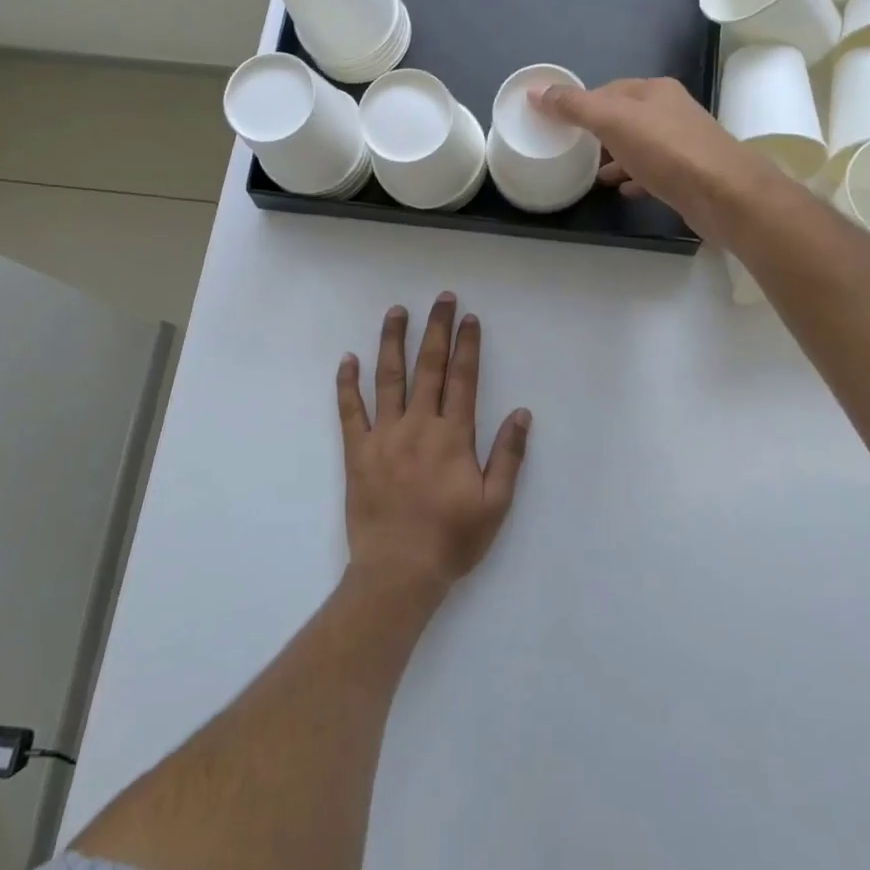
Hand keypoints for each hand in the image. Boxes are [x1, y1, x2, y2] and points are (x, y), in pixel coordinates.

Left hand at [336, 293, 531, 597]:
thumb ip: (509, 455)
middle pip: (429, 367)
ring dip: (393, 342)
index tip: (469, 318)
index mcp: (453, 436)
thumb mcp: (495, 503)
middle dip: (437, 330)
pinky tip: (348, 359)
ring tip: (397, 311)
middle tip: (441, 298)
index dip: (467, 346)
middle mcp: (418, 426)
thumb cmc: (451, 539)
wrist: (398, 572)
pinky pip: (350, 410)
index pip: (463, 379)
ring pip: (388, 378)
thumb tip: (521, 413)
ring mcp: (384, 436)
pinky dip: (347, 383)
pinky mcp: (357, 451)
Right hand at [534, 78, 785, 243]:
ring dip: (616, 157)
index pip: (609, 89)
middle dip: (598, 132)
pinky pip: (653, 173)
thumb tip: (537, 92)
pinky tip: (623, 191)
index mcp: (654, 91)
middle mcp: (671, 112)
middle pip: (625, 117)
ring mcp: (682, 144)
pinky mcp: (688, 175)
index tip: (558, 123)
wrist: (723, 193)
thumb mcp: (613, 121)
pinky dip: (635, 178)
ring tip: (592, 175)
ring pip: (639, 146)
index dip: (582, 103)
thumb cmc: (666, 150)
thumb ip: (575, 107)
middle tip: (570, 150)